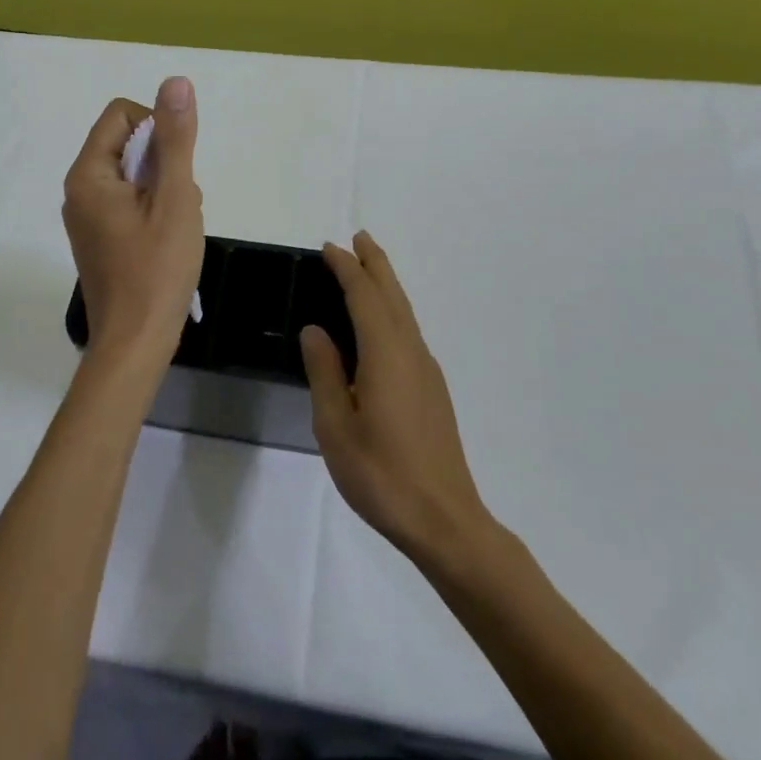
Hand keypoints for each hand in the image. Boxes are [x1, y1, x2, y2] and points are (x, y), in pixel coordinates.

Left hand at [61, 77, 204, 369]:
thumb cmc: (157, 269)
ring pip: (135, 175)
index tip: (175, 171)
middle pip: (128, 144)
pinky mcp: (98, 236)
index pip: (122, 115)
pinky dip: (155, 210)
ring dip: (164, 190)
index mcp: (88, 174)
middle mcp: (79, 189)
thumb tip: (175, 83)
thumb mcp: (174, 198)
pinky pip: (130, 201)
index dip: (157, 130)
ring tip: (174, 229)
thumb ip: (175, 139)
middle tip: (177, 206)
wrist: (135, 342)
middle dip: (164, 166)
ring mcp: (87, 216)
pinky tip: (167, 241)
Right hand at [300, 232, 489, 561]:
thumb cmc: (382, 475)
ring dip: (386, 284)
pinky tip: (382, 325)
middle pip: (392, 295)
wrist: (445, 521)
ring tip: (368, 269)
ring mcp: (427, 371)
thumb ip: (324, 372)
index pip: (364, 296)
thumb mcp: (336, 426)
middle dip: (375, 264)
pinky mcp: (433, 390)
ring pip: (405, 312)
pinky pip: (409, 331)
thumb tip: (315, 331)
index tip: (329, 248)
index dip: (347, 269)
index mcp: (386, 354)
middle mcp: (411, 352)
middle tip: (358, 238)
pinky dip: (392, 310)